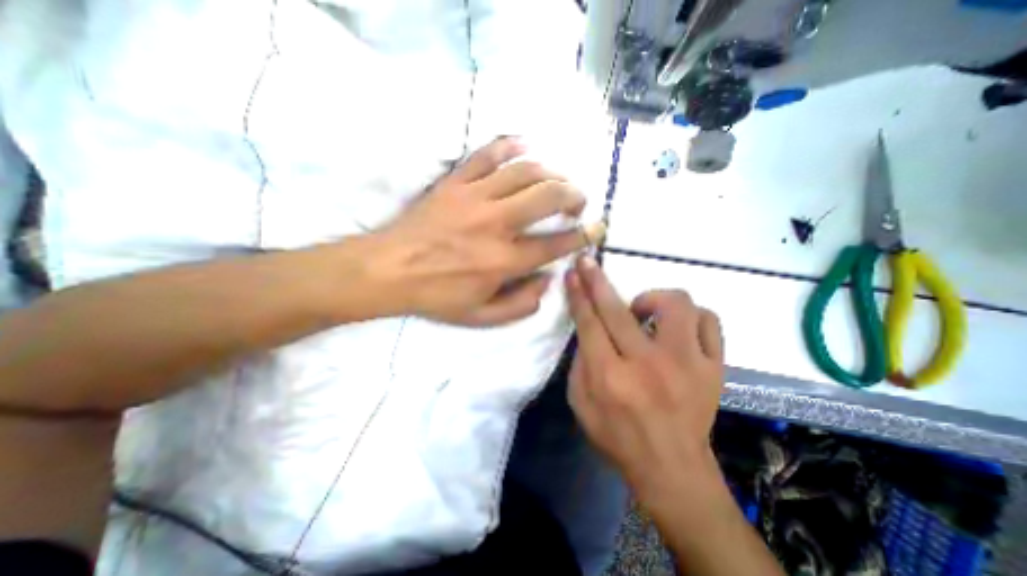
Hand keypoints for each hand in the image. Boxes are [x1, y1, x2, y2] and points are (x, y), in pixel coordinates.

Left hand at [378, 136, 602, 325]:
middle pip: (548, 197)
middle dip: (573, 195)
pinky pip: (487, 155)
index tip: (597, 229)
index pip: (556, 244)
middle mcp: (496, 224)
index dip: (583, 236)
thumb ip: (521, 305)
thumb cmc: (437, 297)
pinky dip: (510, 146)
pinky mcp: (456, 183)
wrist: (389, 271)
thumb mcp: (482, 317)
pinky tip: (525, 146)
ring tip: (558, 180)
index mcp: (504, 261)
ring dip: (551, 173)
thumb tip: (547, 281)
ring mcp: (475, 197)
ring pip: (525, 172)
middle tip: (578, 201)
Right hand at [566, 256, 725, 499]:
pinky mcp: (715, 368)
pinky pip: (709, 321)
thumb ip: (580, 361)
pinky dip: (690, 317)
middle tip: (589, 263)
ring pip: (676, 305)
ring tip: (643, 314)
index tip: (574, 272)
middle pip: (618, 309)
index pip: (589, 323)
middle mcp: (648, 365)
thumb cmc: (617, 436)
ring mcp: (687, 364)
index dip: (579, 294)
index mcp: (610, 377)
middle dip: (598, 280)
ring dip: (652, 299)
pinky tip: (675, 329)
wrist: (672, 468)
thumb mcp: (580, 403)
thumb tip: (588, 326)